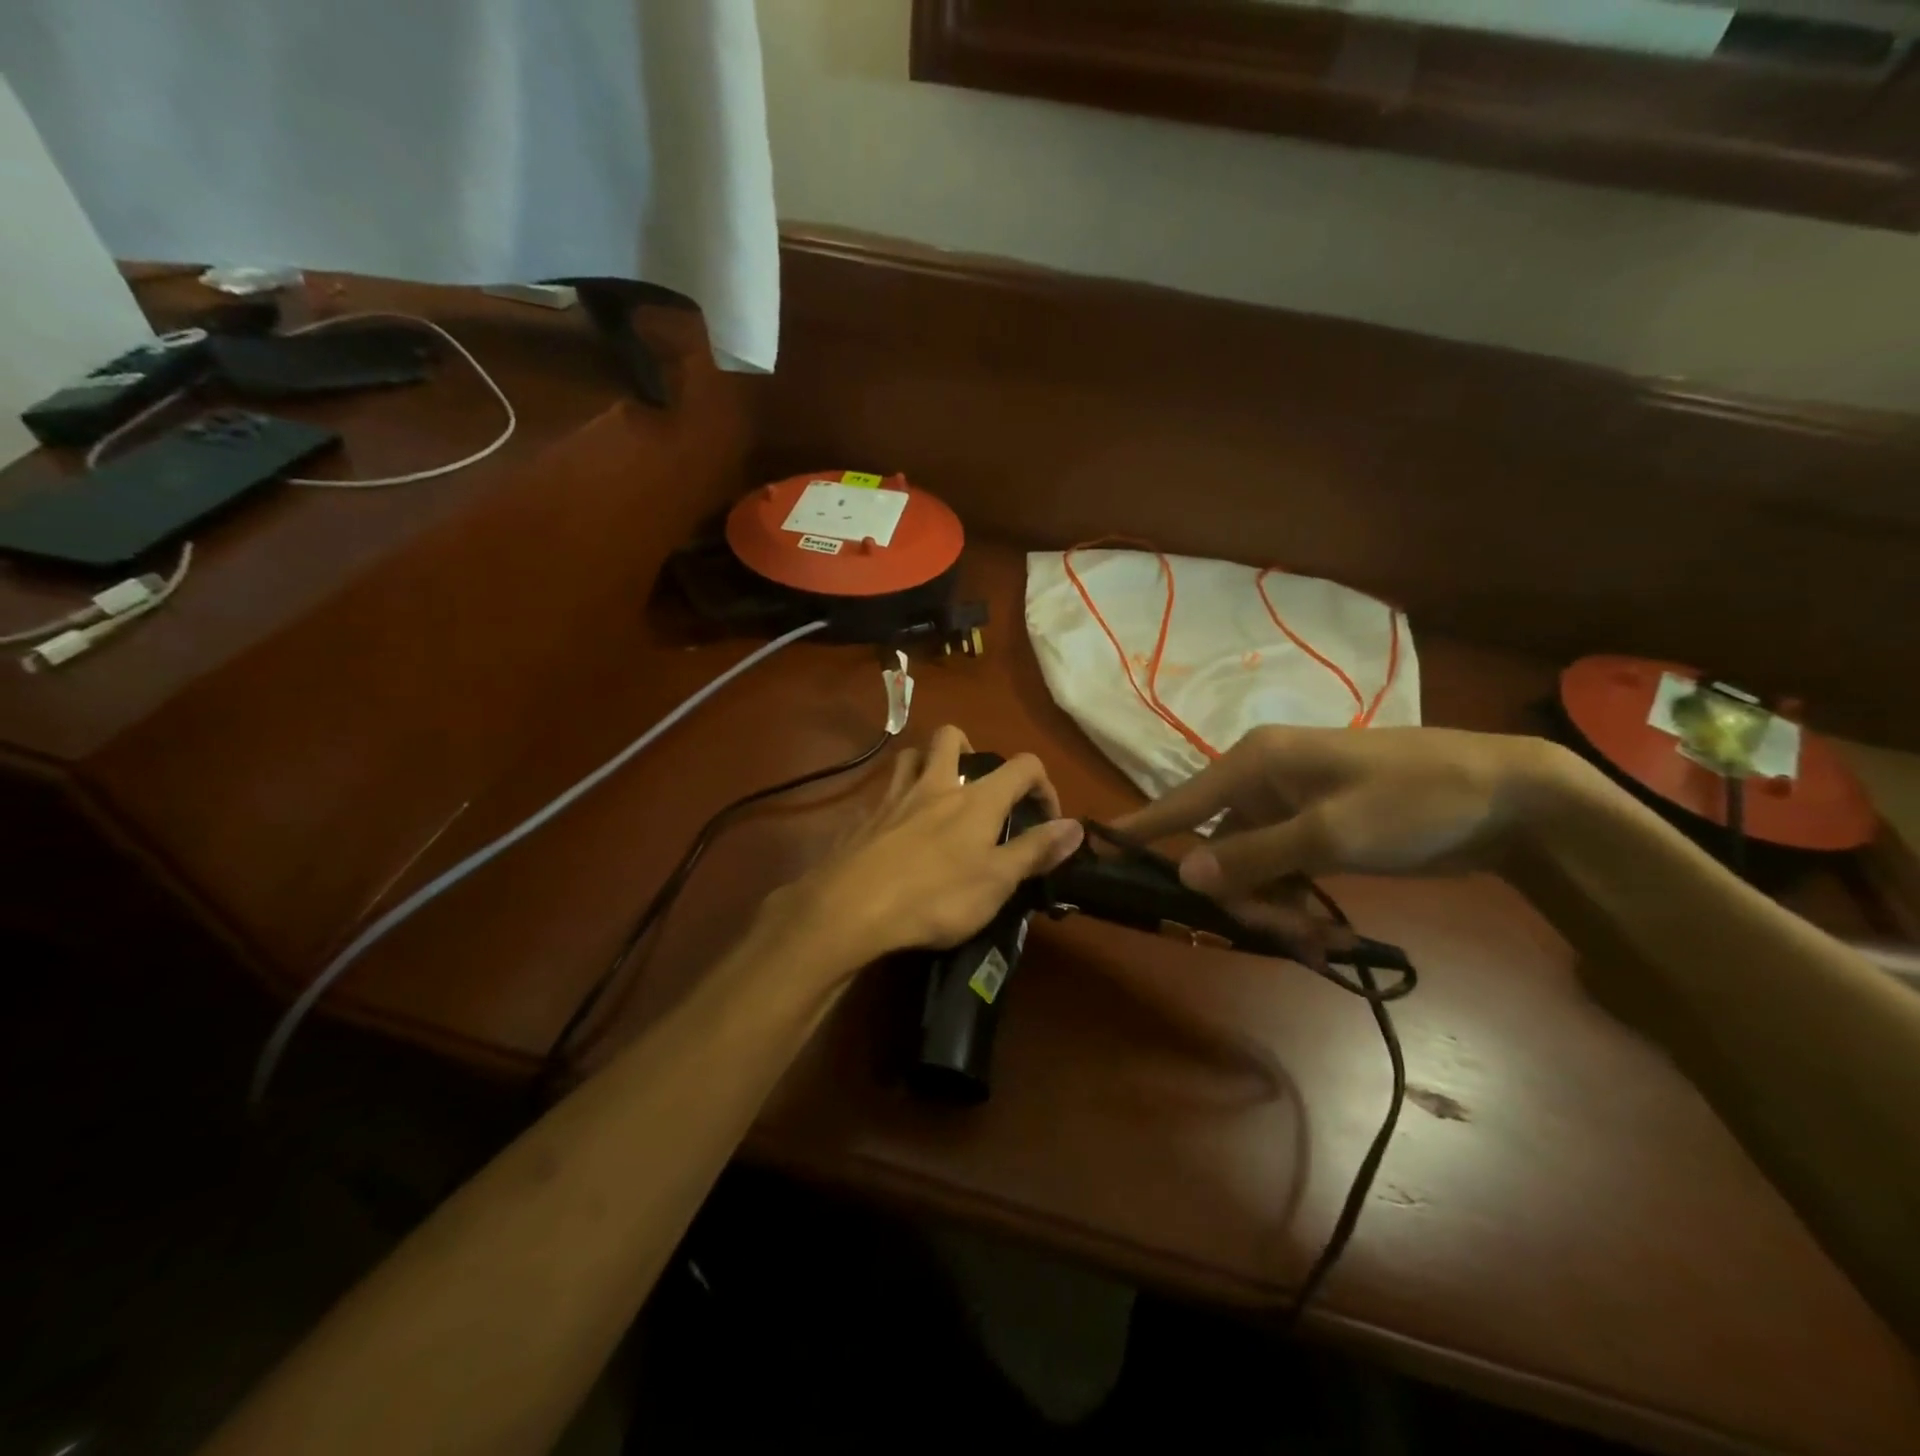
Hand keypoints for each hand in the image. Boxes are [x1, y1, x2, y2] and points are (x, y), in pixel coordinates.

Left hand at [769, 725, 1084, 974]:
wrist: (851, 908)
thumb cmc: (935, 897)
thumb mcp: (997, 882)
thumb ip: (1036, 850)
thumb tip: (1077, 825)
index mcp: (975, 800)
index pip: (1022, 766)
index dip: (1043, 783)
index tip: (1046, 818)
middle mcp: (935, 785)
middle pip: (951, 737)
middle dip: (970, 748)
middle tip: (978, 783)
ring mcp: (893, 798)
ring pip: (910, 757)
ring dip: (927, 764)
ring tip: (937, 794)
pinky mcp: (863, 818)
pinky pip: (881, 795)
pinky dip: (895, 802)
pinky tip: (896, 831)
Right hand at [1114, 725, 1571, 901]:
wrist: (1509, 796)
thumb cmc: (1414, 801)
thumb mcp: (1333, 832)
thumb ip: (1255, 854)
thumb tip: (1185, 872)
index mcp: (1254, 763)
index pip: (1180, 800)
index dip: (1138, 827)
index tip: (1091, 845)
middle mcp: (1261, 781)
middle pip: (1216, 846)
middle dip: (1238, 894)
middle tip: (1282, 934)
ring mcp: (1289, 807)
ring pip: (1249, 865)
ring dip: (1272, 904)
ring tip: (1317, 938)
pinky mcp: (1316, 830)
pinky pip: (1281, 869)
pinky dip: (1294, 900)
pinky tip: (1324, 929)